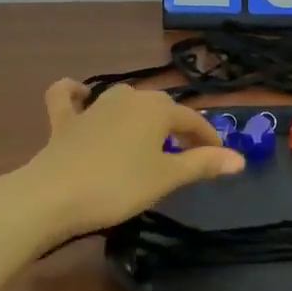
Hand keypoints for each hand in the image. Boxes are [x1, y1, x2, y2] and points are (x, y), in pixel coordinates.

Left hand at [14, 80, 243, 248]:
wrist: (51, 196)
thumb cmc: (118, 186)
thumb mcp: (167, 178)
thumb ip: (203, 164)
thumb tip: (240, 159)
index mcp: (156, 109)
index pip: (192, 120)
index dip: (208, 138)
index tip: (219, 157)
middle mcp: (128, 98)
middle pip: (161, 108)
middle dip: (177, 127)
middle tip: (187, 154)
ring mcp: (93, 107)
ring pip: (124, 100)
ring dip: (140, 114)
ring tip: (148, 136)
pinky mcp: (64, 121)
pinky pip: (68, 98)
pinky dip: (75, 94)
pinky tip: (81, 95)